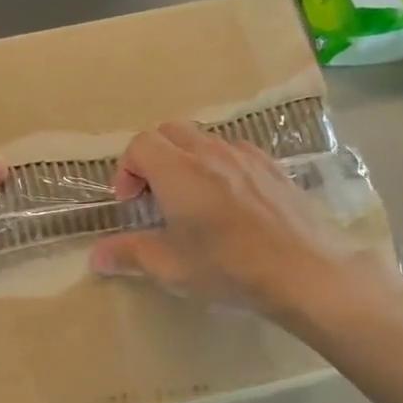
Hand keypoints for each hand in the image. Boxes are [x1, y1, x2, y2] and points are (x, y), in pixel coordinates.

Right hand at [89, 122, 397, 319]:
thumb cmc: (230, 267)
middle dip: (152, 158)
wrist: (307, 271)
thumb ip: (128, 254)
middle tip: (154, 198)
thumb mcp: (171, 267)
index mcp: (178, 171)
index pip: (139, 145)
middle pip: (169, 132)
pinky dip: (218, 165)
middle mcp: (210, 152)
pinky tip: (229, 202)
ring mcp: (246, 155)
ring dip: (185, 160)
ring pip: (203, 139)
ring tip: (192, 201)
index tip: (131, 205)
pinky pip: (234, 151)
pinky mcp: (273, 166)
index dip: (126, 171)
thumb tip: (95, 256)